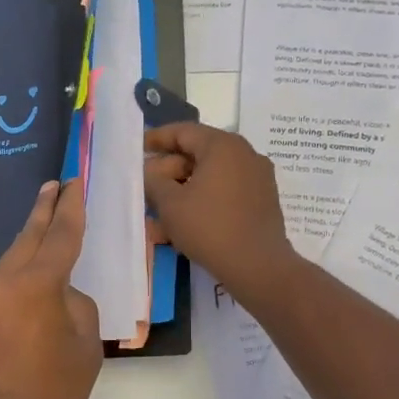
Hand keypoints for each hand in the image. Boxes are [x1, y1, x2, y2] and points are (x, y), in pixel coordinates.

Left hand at [0, 180, 102, 398]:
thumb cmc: (55, 396)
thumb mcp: (86, 346)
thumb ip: (75, 303)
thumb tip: (59, 293)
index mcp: (34, 286)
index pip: (60, 236)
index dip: (71, 207)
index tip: (74, 182)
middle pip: (26, 239)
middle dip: (43, 212)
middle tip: (55, 187)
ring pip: (9, 266)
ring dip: (28, 253)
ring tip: (47, 243)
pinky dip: (14, 286)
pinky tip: (26, 301)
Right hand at [143, 123, 299, 307]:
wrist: (258, 266)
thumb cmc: (210, 227)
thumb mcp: (170, 203)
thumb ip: (153, 180)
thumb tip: (149, 170)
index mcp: (222, 145)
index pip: (183, 131)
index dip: (156, 139)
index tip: (137, 149)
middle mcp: (244, 154)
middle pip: (197, 154)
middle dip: (168, 172)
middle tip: (146, 188)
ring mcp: (256, 178)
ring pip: (209, 177)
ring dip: (182, 191)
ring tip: (158, 214)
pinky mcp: (261, 201)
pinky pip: (224, 193)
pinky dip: (202, 202)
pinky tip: (182, 224)